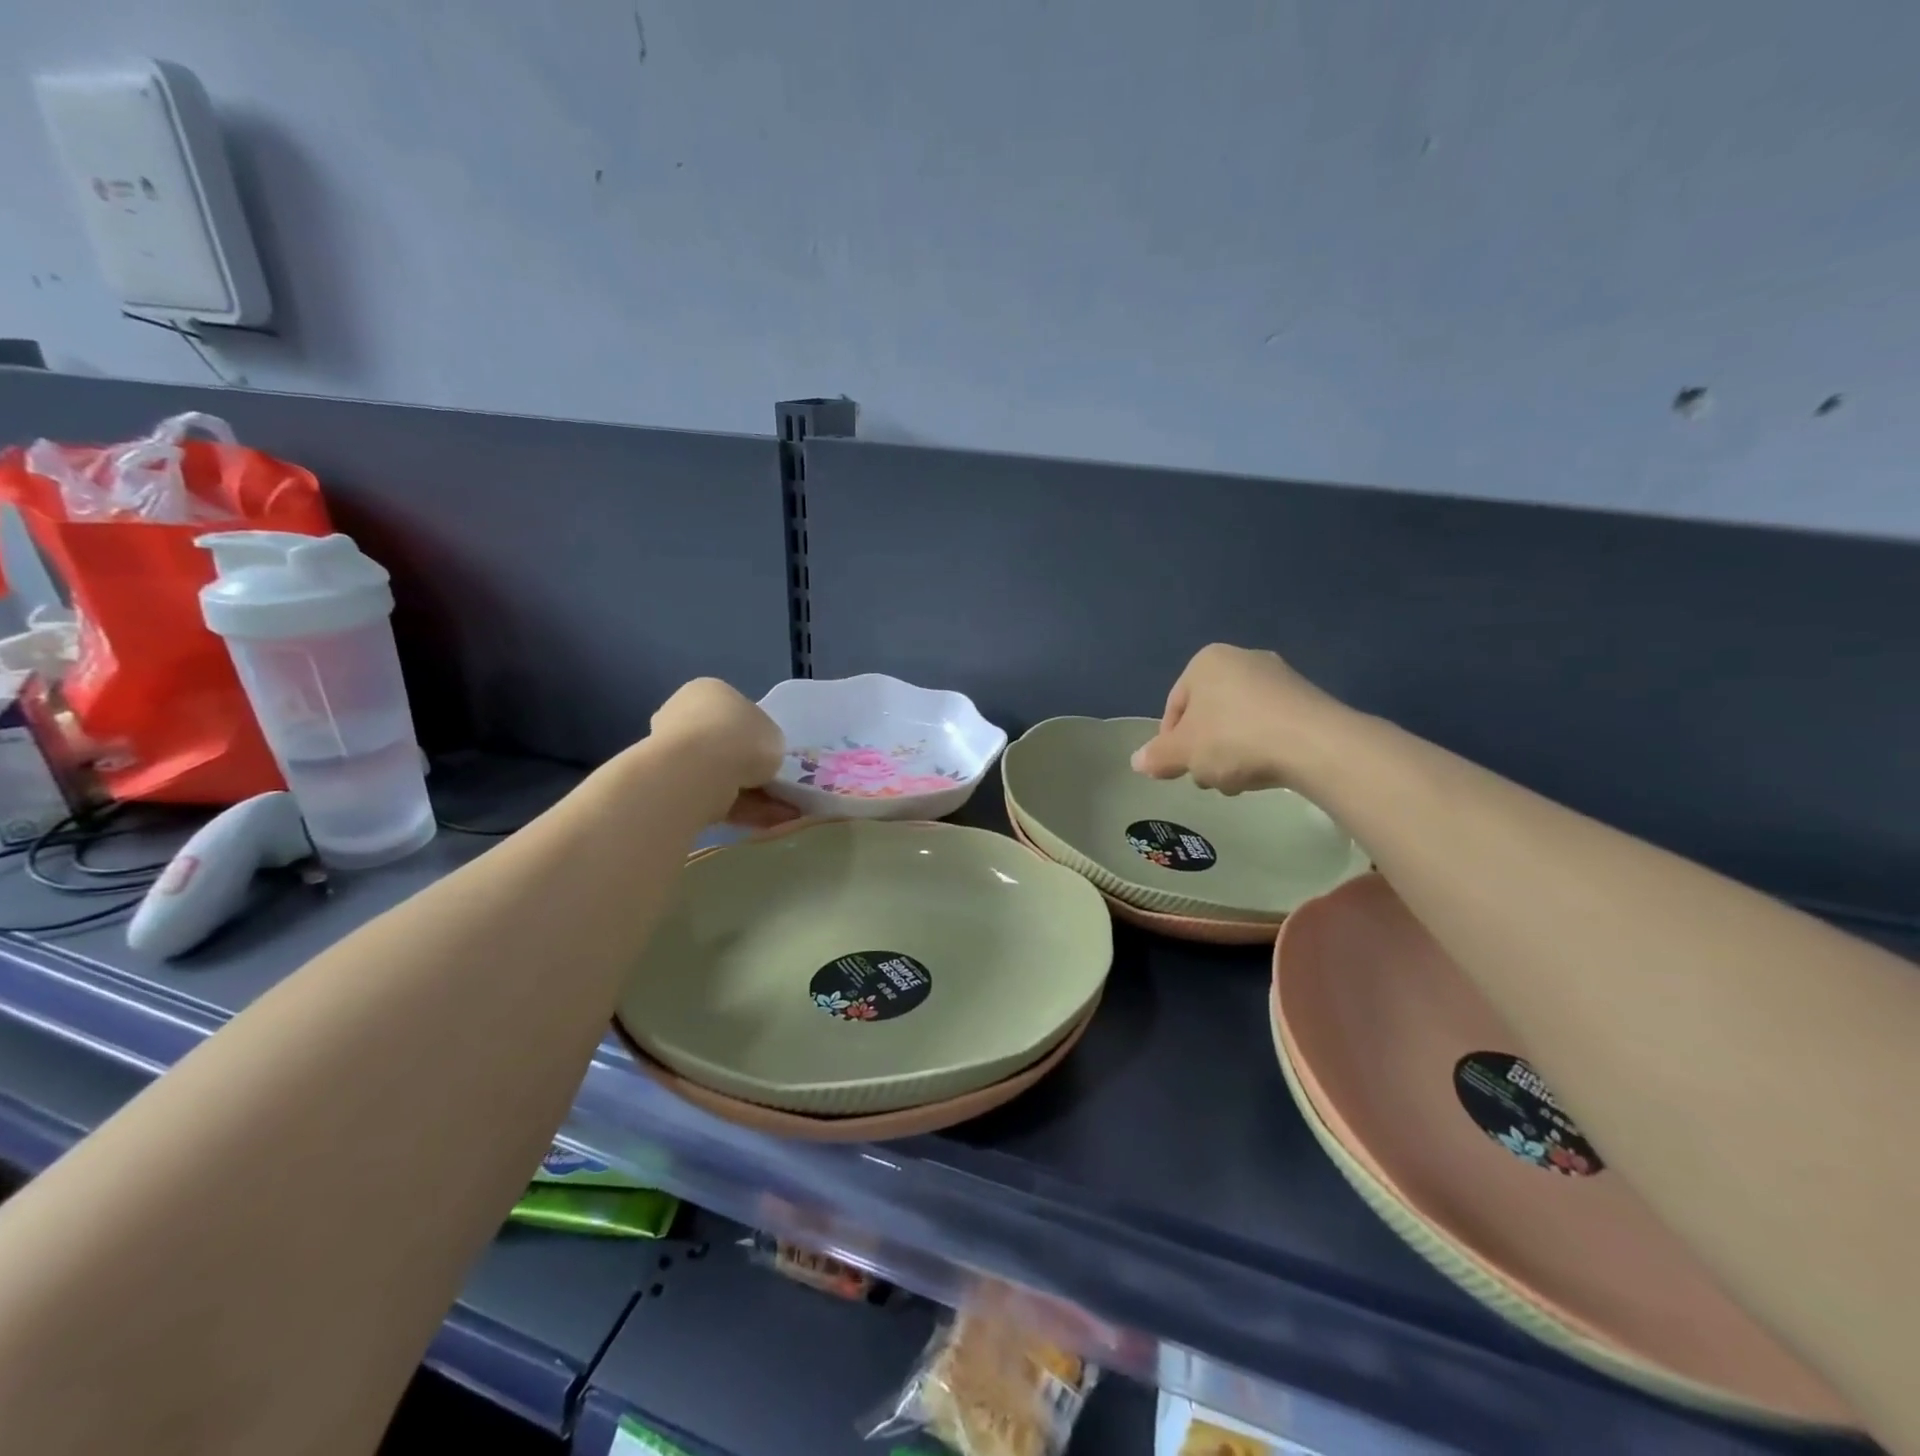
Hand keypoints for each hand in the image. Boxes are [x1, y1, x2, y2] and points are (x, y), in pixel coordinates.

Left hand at [649, 679, 791, 822]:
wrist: (697, 771)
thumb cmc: (741, 738)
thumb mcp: (774, 736)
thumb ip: (767, 744)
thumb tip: (759, 758)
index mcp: (708, 691)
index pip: (735, 711)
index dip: (756, 734)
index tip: (771, 755)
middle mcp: (683, 715)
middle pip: (724, 744)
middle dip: (748, 767)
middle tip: (773, 785)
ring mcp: (671, 751)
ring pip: (718, 774)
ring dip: (749, 792)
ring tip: (779, 812)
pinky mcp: (668, 784)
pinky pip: (711, 795)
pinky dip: (737, 808)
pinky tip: (763, 820)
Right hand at [1131, 644, 1346, 794]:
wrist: (1315, 744)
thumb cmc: (1234, 738)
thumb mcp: (1183, 752)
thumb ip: (1157, 757)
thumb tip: (1137, 762)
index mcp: (1206, 661)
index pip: (1174, 707)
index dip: (1170, 744)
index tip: (1178, 771)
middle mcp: (1242, 658)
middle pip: (1207, 715)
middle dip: (1204, 749)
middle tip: (1209, 779)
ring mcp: (1279, 677)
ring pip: (1237, 722)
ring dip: (1231, 753)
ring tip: (1239, 781)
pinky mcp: (1307, 699)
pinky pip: (1269, 725)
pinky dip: (1261, 748)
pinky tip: (1266, 771)